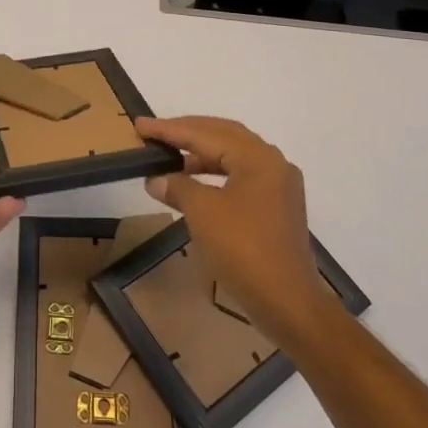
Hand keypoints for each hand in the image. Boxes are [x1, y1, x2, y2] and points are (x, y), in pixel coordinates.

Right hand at [134, 116, 331, 342]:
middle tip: (156, 133)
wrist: (287, 301)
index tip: (141, 125)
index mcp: (258, 157)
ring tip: (171, 160)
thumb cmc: (243, 249)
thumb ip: (177, 187)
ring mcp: (278, 186)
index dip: (170, 129)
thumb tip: (156, 179)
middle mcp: (272, 163)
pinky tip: (195, 185)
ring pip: (233, 156)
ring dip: (201, 155)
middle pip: (224, 136)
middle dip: (188, 133)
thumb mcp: (202, 212)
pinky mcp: (277, 207)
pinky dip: (215, 174)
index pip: (206, 133)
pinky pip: (240, 176)